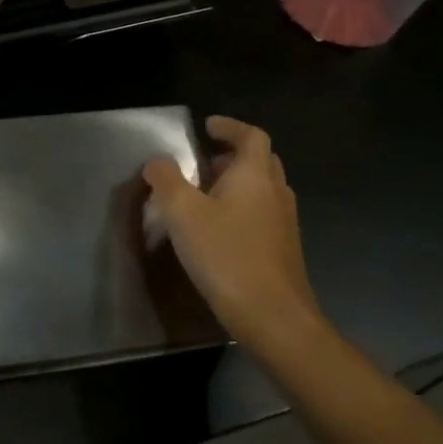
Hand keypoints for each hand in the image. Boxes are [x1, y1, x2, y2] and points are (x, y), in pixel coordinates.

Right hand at [142, 115, 326, 356]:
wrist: (273, 317)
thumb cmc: (226, 255)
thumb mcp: (182, 212)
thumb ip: (166, 180)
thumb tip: (158, 163)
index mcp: (255, 176)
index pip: (251, 136)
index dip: (230, 127)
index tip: (207, 126)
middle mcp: (275, 193)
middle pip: (261, 161)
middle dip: (233, 155)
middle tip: (204, 161)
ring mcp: (284, 223)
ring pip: (263, 189)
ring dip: (237, 183)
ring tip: (204, 195)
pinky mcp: (283, 250)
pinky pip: (263, 214)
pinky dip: (242, 208)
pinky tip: (217, 230)